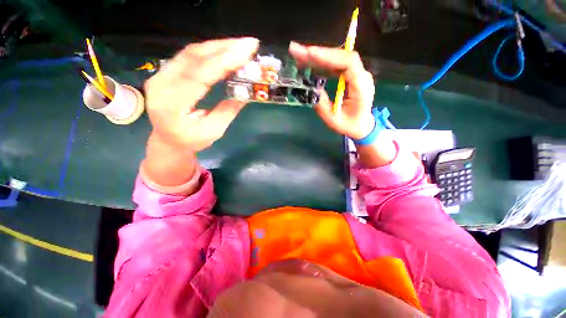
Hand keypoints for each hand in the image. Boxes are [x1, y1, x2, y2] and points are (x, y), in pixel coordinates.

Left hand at [144, 37, 259, 151]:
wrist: (168, 140)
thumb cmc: (192, 140)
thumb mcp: (214, 131)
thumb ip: (228, 111)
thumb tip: (247, 93)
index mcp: (172, 104)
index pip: (199, 75)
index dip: (224, 61)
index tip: (247, 52)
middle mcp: (161, 83)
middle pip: (193, 57)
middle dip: (225, 48)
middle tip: (249, 44)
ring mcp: (161, 75)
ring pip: (191, 52)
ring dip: (219, 46)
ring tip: (241, 46)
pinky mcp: (166, 72)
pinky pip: (189, 56)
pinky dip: (210, 51)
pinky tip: (225, 51)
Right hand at [288, 42, 375, 139]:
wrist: (362, 126)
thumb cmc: (350, 125)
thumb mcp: (333, 120)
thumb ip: (322, 105)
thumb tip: (310, 88)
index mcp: (361, 86)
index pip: (348, 63)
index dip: (329, 56)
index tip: (309, 54)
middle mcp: (361, 75)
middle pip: (340, 56)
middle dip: (317, 53)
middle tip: (295, 50)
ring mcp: (356, 74)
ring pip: (337, 59)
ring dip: (317, 57)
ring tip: (298, 57)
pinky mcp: (349, 76)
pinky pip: (335, 66)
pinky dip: (321, 64)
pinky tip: (309, 65)